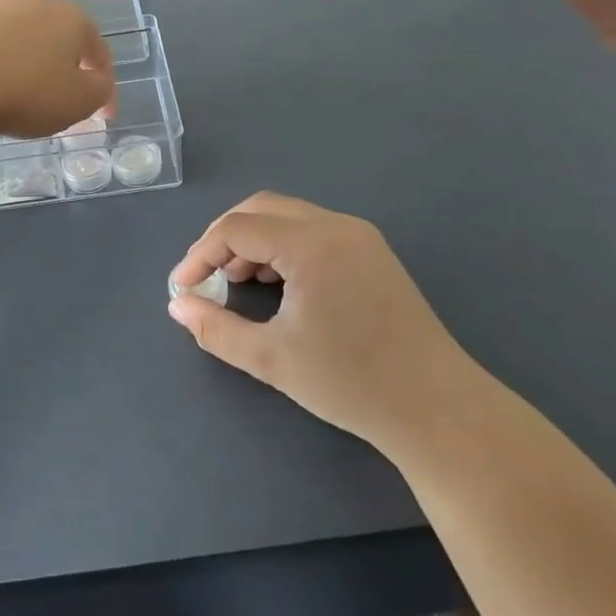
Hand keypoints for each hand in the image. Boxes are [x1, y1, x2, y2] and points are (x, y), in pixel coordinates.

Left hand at [0, 0, 115, 138]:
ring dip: (23, 1)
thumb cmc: (28, 96)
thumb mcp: (80, 103)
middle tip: (60, 84)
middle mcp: (35, 3)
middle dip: (66, 46)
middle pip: (59, 18)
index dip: (104, 84)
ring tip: (22, 32)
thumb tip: (98, 82)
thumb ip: (98, 90)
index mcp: (72, 22)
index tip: (103, 116)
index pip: (98, 51)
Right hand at [167, 193, 479, 457]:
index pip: (236, 228)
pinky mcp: (372, 252)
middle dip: (224, 238)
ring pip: (287, 216)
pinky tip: (276, 284)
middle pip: (260, 208)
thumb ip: (216, 329)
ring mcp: (359, 236)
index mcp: (310, 243)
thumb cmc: (350, 382)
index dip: (200, 254)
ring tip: (236, 283)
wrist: (437, 407)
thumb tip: (178, 306)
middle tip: (206, 277)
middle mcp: (335, 225)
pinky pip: (312, 230)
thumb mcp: (271, 358)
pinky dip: (282, 246)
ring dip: (253, 240)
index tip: (182, 287)